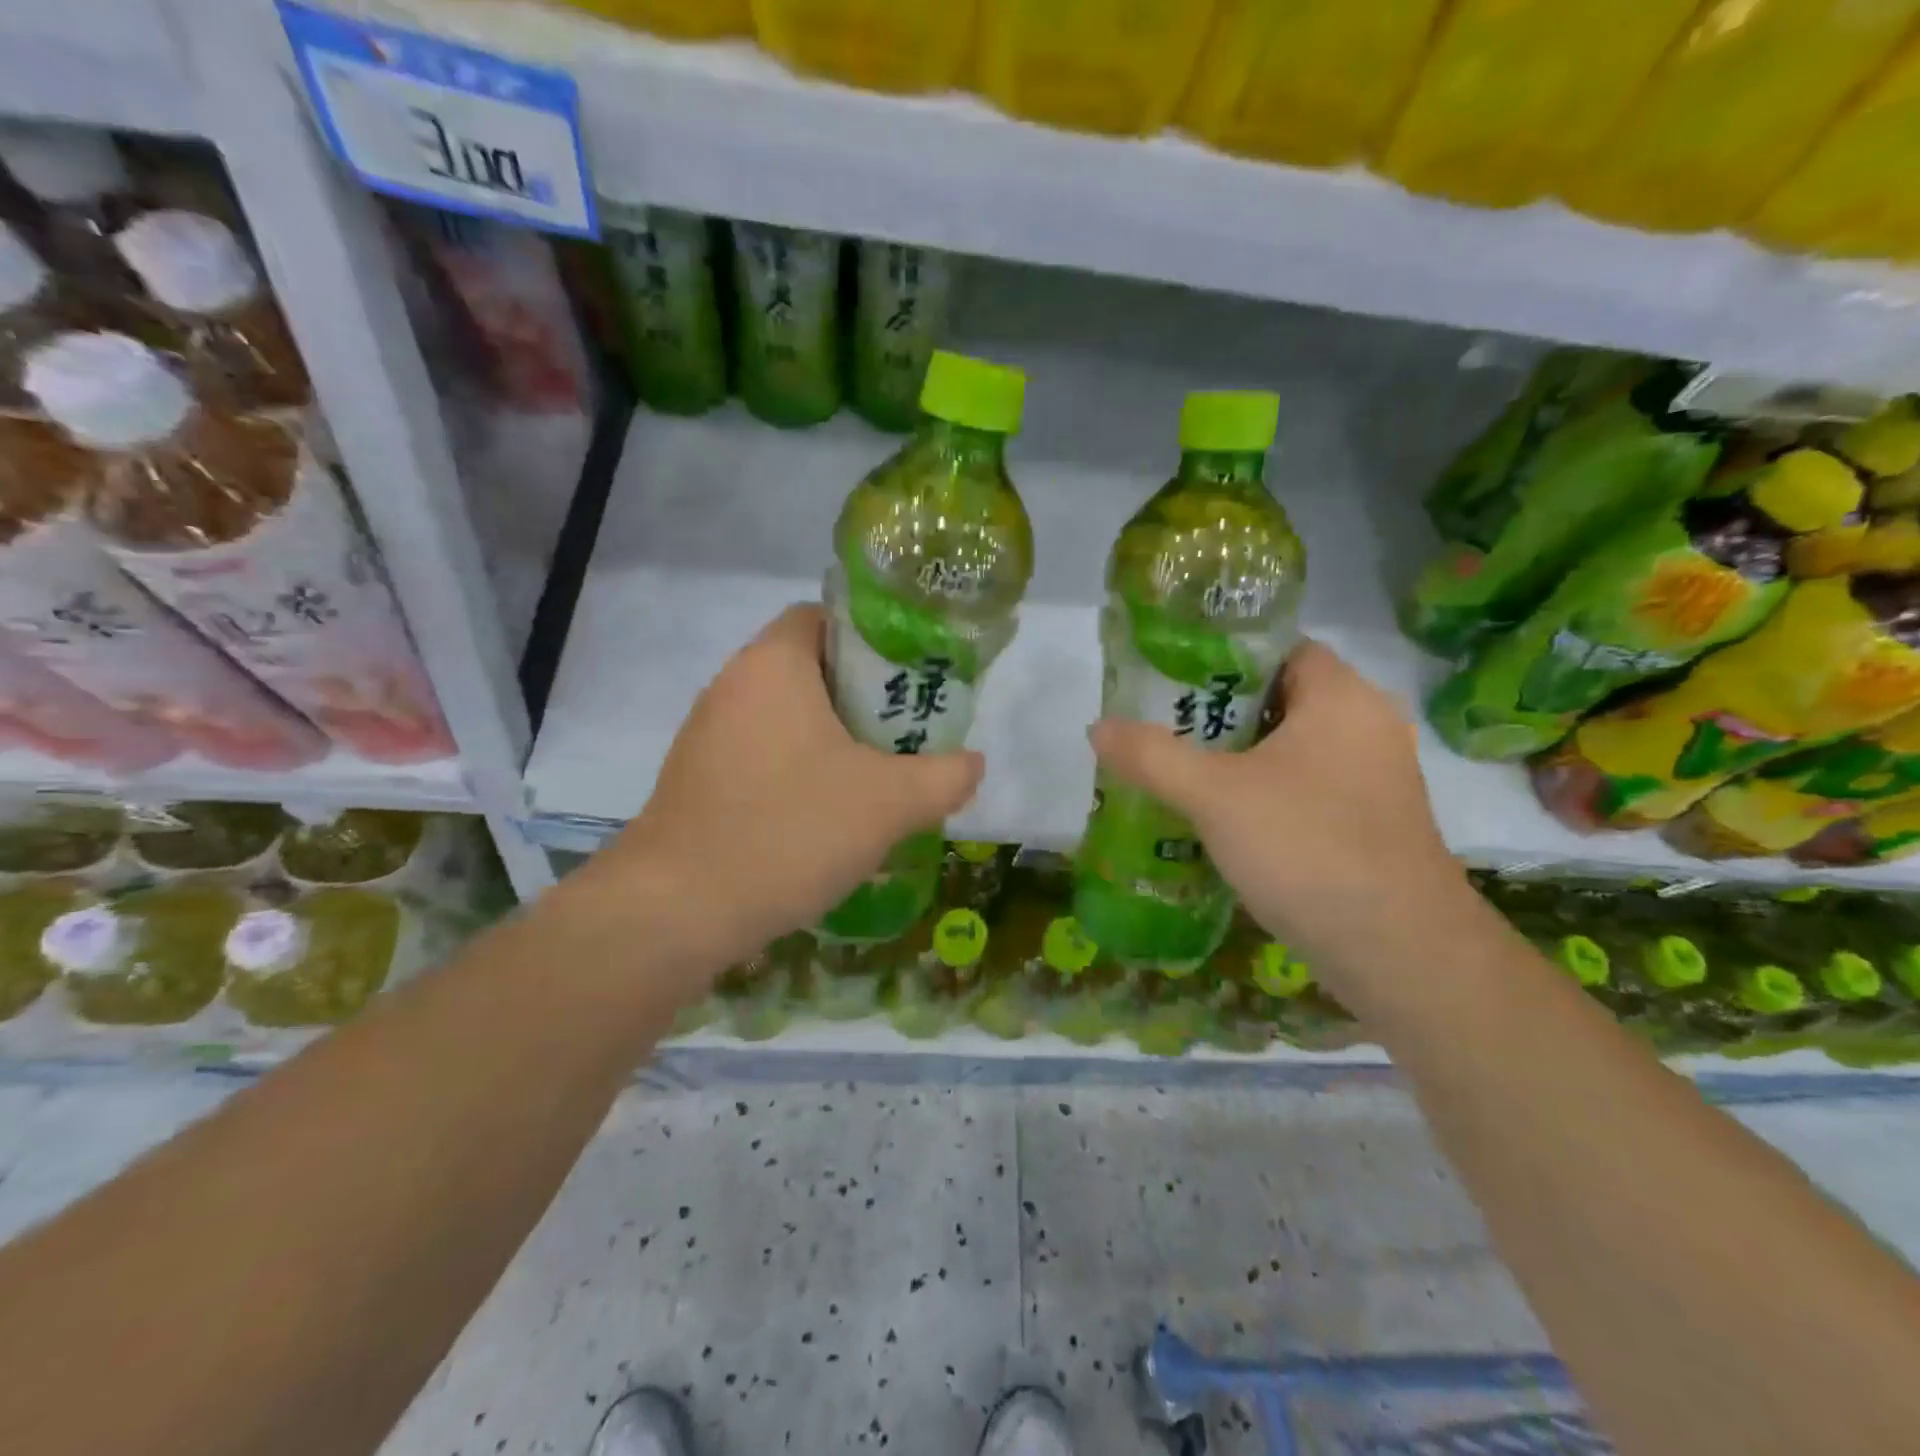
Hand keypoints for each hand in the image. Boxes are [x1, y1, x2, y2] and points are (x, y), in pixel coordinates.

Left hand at [587, 604, 982, 975]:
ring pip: (784, 716)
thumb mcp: (890, 803)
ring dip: (829, 738)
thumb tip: (973, 763)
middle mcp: (732, 684)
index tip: (907, 678)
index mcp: (773, 664)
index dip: (871, 638)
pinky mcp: (696, 778)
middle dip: (860, 696)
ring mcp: (706, 733)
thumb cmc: (790, 829)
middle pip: (808, 668)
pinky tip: (823, 815)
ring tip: (874, 776)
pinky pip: (760, 754)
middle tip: (904, 732)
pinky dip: (796, 769)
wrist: (679, 909)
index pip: (824, 616)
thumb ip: (945, 776)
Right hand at [1088, 641, 1472, 997]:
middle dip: (1221, 714)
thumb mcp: (1214, 796)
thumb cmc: (1307, 847)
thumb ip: (1151, 756)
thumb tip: (1097, 727)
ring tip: (1182, 773)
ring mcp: (1377, 779)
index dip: (1225, 658)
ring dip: (1242, 759)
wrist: (1399, 952)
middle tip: (1165, 730)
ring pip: (1294, 750)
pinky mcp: (1375, 824)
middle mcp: (1369, 727)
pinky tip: (1225, 821)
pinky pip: (1310, 789)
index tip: (1173, 681)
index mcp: (1341, 698)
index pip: (1280, 649)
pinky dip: (1268, 794)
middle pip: (1282, 699)